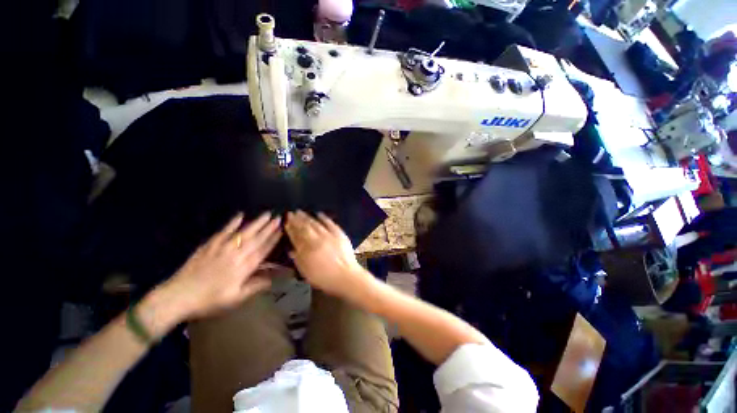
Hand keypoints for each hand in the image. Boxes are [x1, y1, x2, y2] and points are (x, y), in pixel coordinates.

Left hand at [160, 212, 281, 319]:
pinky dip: (232, 223)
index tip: (281, 230)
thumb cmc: (209, 300)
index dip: (273, 240)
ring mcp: (221, 248)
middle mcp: (235, 255)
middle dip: (268, 228)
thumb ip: (255, 286)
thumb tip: (273, 279)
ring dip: (256, 223)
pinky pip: (223, 232)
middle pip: (255, 239)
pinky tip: (240, 215)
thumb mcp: (235, 299)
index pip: (263, 250)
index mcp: (243, 268)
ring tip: (266, 214)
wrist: (178, 297)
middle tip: (278, 217)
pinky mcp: (209, 245)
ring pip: (243, 233)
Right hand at [284, 210, 367, 296]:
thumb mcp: (307, 272)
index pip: (296, 236)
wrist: (346, 276)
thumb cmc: (325, 278)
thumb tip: (291, 250)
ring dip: (307, 217)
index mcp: (308, 249)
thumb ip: (298, 260)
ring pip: (316, 223)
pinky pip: (330, 223)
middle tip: (291, 213)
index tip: (286, 222)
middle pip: (305, 227)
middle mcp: (317, 239)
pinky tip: (319, 213)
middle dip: (297, 219)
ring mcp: (329, 235)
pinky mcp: (339, 234)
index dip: (290, 228)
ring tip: (300, 211)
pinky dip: (324, 218)